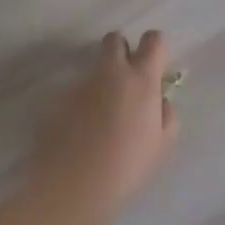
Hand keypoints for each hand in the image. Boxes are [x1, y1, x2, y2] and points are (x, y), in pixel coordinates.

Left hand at [33, 30, 178, 213]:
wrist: (73, 185)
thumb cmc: (127, 165)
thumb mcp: (162, 144)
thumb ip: (166, 114)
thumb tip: (160, 100)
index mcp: (141, 78)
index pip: (153, 39)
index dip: (155, 48)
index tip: (155, 67)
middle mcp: (110, 72)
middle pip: (115, 40)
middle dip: (121, 51)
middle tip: (125, 80)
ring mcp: (81, 83)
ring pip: (93, 68)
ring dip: (100, 81)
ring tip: (101, 116)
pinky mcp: (58, 99)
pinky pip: (75, 91)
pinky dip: (81, 103)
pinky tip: (81, 131)